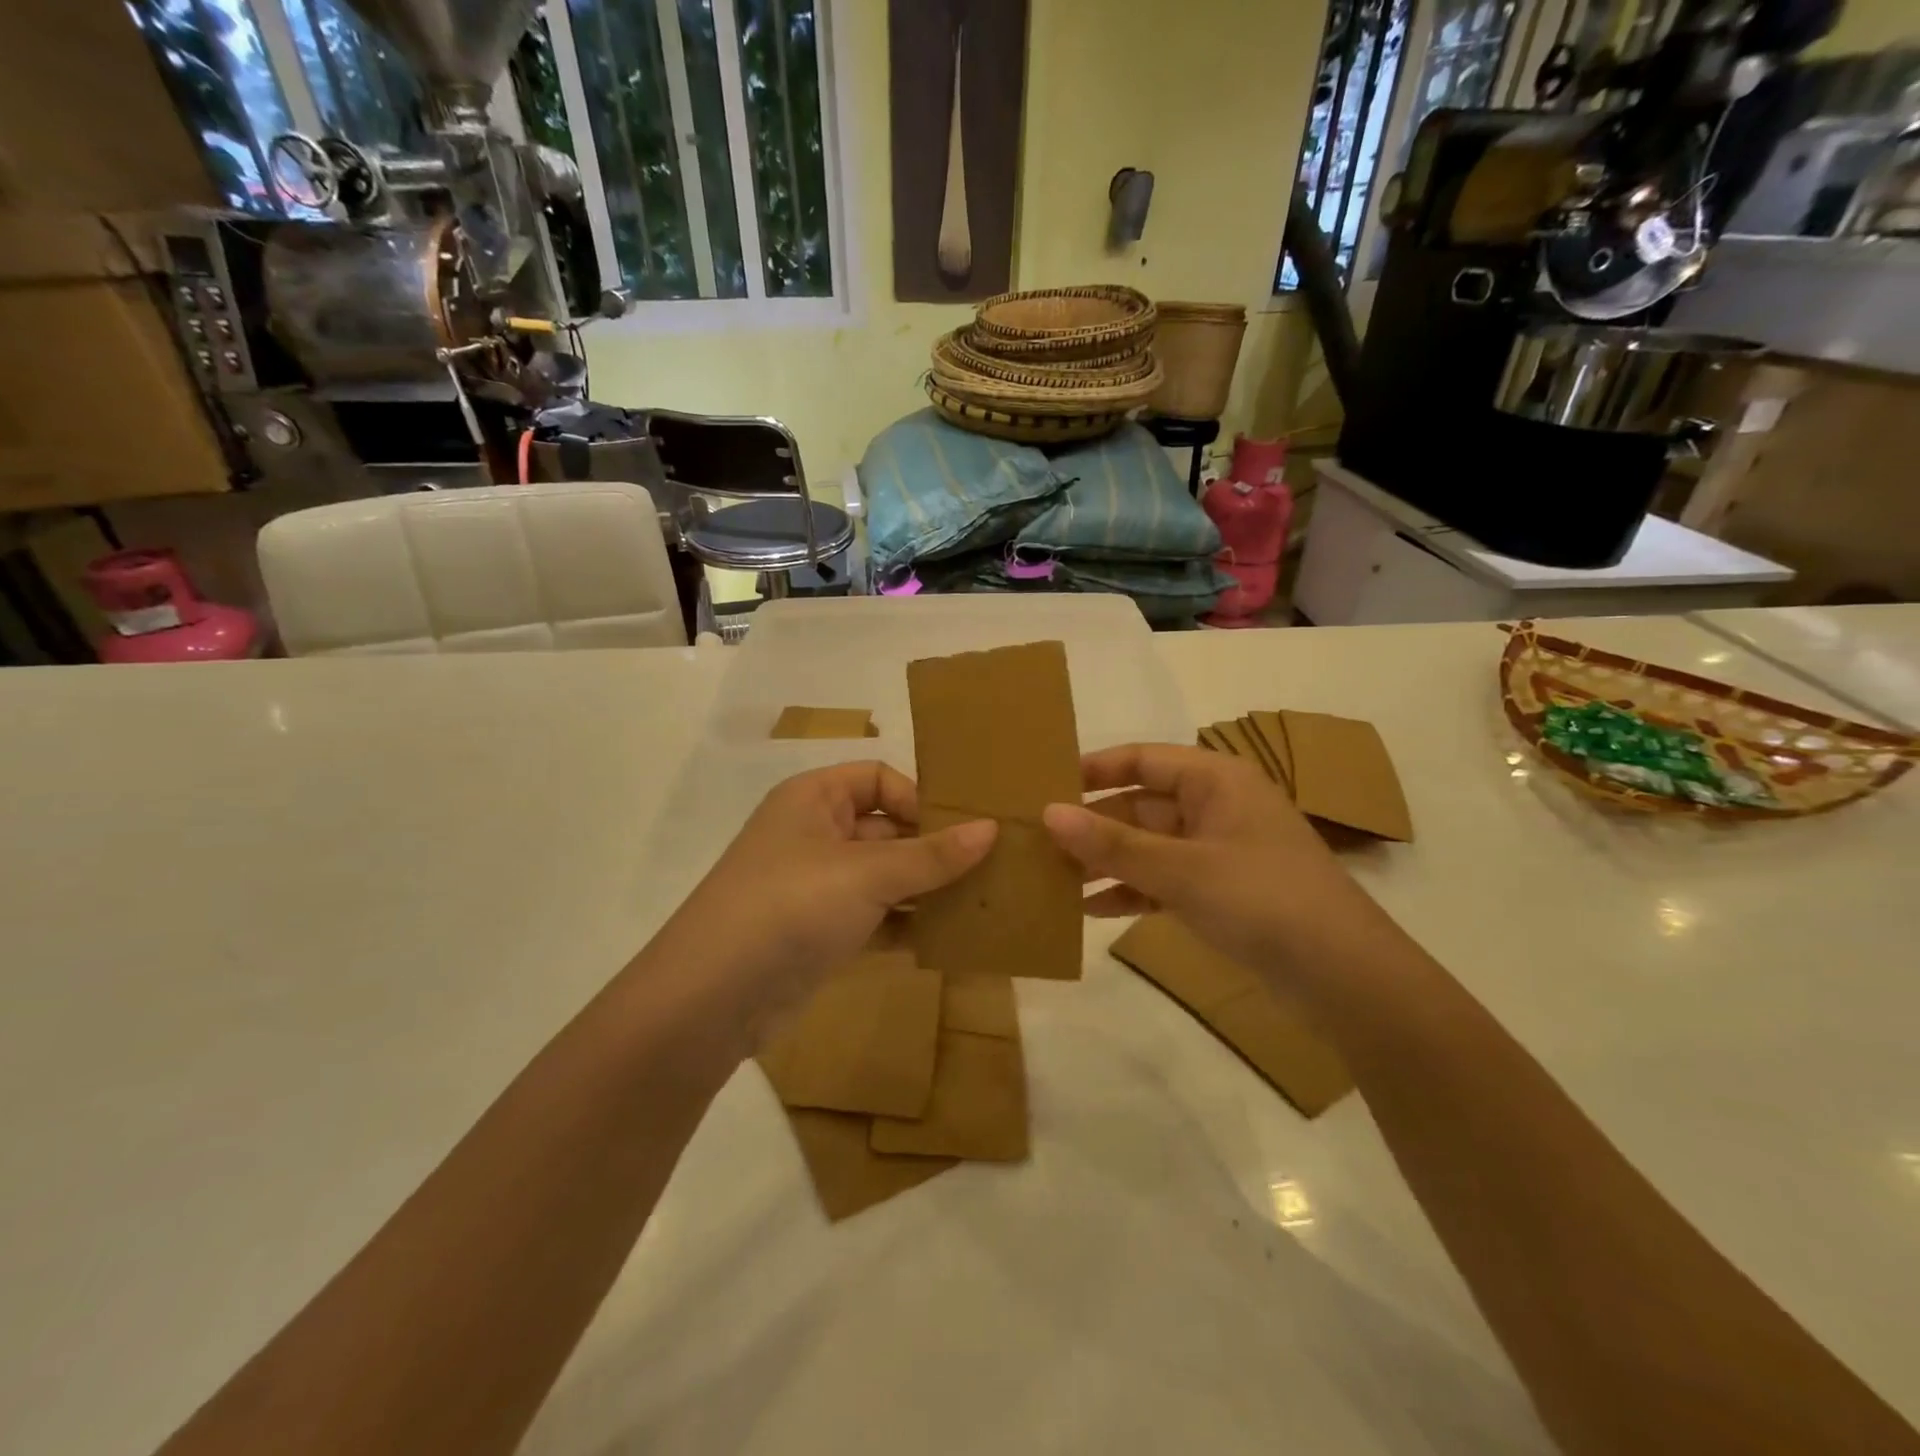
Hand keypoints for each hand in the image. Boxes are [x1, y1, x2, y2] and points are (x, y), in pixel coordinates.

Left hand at [656, 762, 995, 1038]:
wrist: (711, 999)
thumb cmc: (790, 906)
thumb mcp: (867, 873)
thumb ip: (931, 854)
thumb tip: (991, 829)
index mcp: (814, 799)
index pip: (878, 778)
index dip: (919, 798)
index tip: (962, 830)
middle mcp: (814, 834)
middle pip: (886, 827)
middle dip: (933, 847)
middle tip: (989, 867)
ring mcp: (817, 887)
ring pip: (884, 876)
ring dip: (926, 889)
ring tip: (981, 903)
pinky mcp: (821, 933)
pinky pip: (875, 917)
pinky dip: (906, 925)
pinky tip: (948, 939)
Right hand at [1041, 744, 1384, 990]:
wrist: (1345, 977)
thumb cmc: (1263, 899)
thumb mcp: (1181, 869)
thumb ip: (1113, 844)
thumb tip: (1048, 813)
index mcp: (1215, 780)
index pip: (1142, 759)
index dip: (1093, 769)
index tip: (1044, 784)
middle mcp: (1215, 807)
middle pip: (1140, 805)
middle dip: (1092, 825)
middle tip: (1036, 841)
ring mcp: (1218, 852)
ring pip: (1148, 847)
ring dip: (1106, 862)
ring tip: (1051, 877)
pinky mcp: (1220, 893)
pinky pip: (1163, 881)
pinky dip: (1131, 892)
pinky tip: (1089, 910)